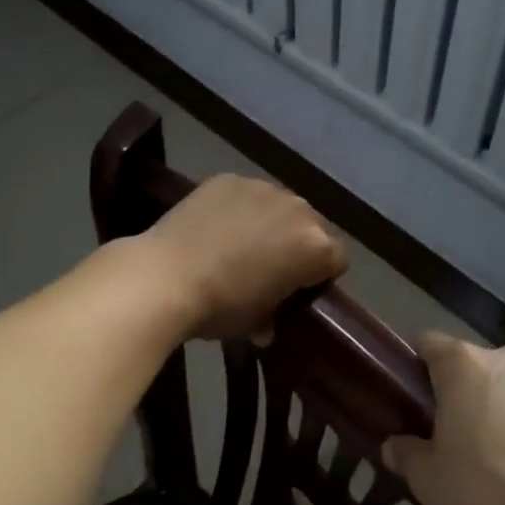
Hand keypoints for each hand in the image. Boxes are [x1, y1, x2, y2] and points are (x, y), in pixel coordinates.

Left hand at [138, 175, 347, 341]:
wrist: (166, 276)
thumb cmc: (220, 306)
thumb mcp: (254, 322)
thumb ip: (272, 316)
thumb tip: (267, 325)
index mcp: (315, 247)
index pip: (338, 258)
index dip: (321, 275)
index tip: (301, 289)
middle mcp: (298, 209)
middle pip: (312, 226)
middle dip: (298, 244)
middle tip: (271, 266)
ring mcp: (263, 188)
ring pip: (279, 205)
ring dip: (270, 222)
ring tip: (240, 243)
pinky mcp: (230, 178)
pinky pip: (245, 194)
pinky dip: (238, 208)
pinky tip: (215, 227)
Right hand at [383, 333, 504, 504]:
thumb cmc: (477, 489)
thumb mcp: (425, 476)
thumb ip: (404, 452)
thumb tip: (393, 446)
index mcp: (464, 362)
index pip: (428, 343)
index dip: (413, 365)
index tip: (406, 395)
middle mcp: (504, 359)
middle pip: (467, 362)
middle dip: (453, 387)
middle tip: (439, 427)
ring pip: (500, 383)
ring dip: (488, 402)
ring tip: (480, 445)